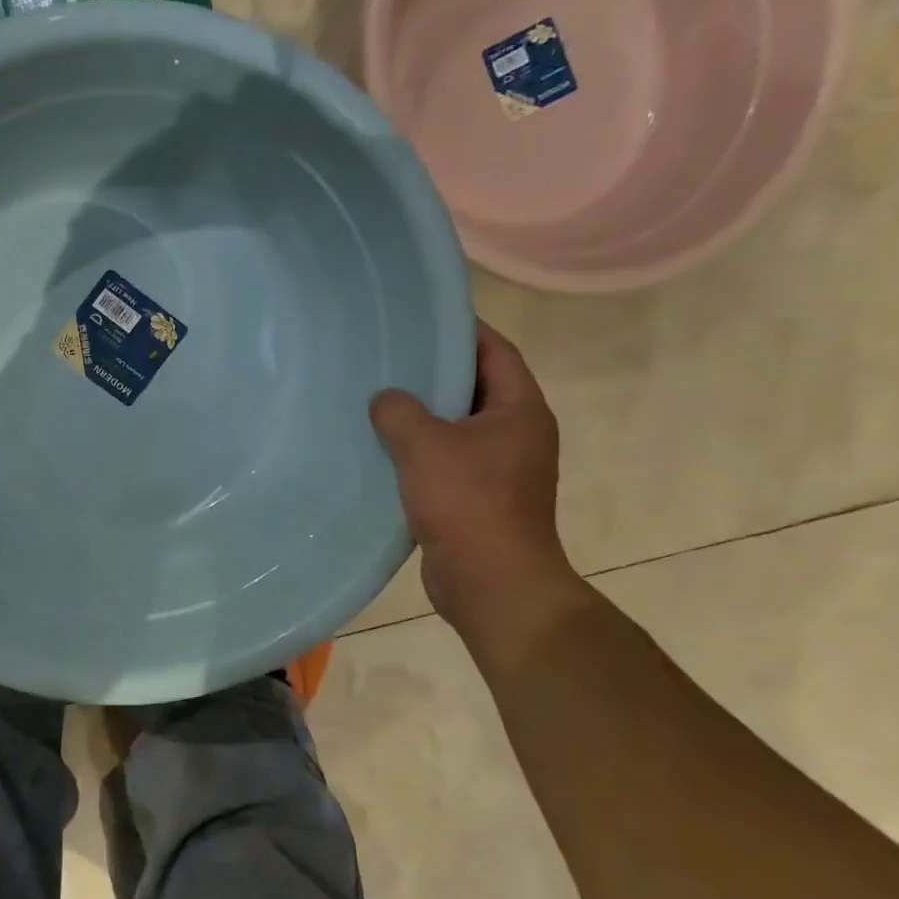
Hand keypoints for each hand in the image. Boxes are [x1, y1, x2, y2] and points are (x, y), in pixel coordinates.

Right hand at [369, 322, 583, 648]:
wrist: (492, 583)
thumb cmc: (468, 502)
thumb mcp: (425, 445)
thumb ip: (399, 411)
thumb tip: (384, 399)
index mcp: (520, 411)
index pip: (497, 352)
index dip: (466, 329)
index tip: (426, 316)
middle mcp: (516, 434)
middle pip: (475, 387)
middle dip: (436, 371)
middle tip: (391, 355)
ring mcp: (499, 469)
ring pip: (456, 427)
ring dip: (423, 414)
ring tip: (378, 396)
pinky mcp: (477, 498)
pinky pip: (445, 460)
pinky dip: (418, 450)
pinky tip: (381, 446)